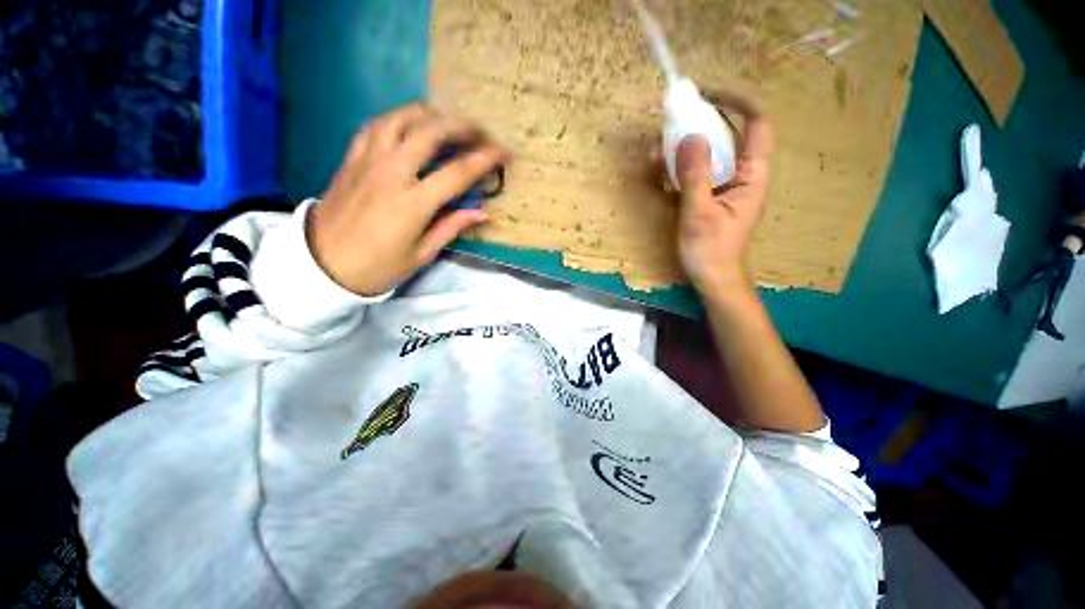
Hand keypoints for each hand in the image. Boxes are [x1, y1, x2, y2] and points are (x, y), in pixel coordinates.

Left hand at [307, 103, 508, 295]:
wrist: (322, 264)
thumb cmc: (378, 266)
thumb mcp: (421, 254)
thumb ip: (451, 227)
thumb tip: (482, 213)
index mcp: (413, 203)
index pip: (458, 172)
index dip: (486, 159)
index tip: (504, 153)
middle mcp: (391, 172)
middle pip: (431, 132)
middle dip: (462, 126)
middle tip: (481, 132)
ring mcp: (368, 160)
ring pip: (402, 118)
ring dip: (431, 114)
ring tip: (449, 122)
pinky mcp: (351, 157)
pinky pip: (376, 125)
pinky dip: (400, 118)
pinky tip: (412, 124)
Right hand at [674, 92, 772, 297]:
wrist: (712, 278)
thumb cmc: (710, 250)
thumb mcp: (699, 213)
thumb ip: (695, 175)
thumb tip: (689, 136)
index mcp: (751, 175)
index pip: (756, 125)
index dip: (737, 103)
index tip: (706, 96)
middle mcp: (741, 175)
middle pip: (727, 136)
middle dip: (699, 125)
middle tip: (670, 124)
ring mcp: (724, 186)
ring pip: (708, 155)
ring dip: (682, 149)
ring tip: (655, 152)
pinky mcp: (709, 197)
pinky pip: (696, 174)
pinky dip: (678, 170)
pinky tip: (660, 175)